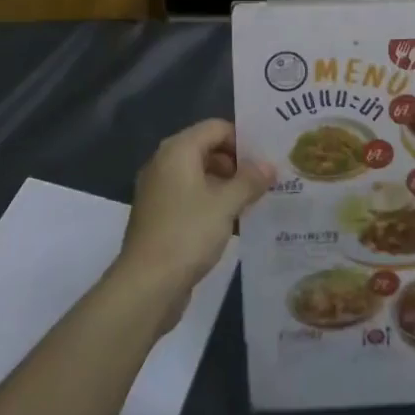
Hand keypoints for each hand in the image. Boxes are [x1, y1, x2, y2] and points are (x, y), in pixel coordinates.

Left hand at [117, 120, 271, 323]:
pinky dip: (213, 203)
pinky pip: (192, 198)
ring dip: (228, 186)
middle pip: (208, 150)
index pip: (216, 128)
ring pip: (201, 176)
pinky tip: (236, 221)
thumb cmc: (187, 234)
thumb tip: (268, 165)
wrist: (146, 286)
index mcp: (177, 151)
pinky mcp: (160, 216)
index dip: (243, 139)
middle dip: (238, 163)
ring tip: (257, 200)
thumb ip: (250, 180)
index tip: (267, 159)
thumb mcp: (226, 204)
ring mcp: (160, 191)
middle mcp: (165, 164)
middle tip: (267, 180)